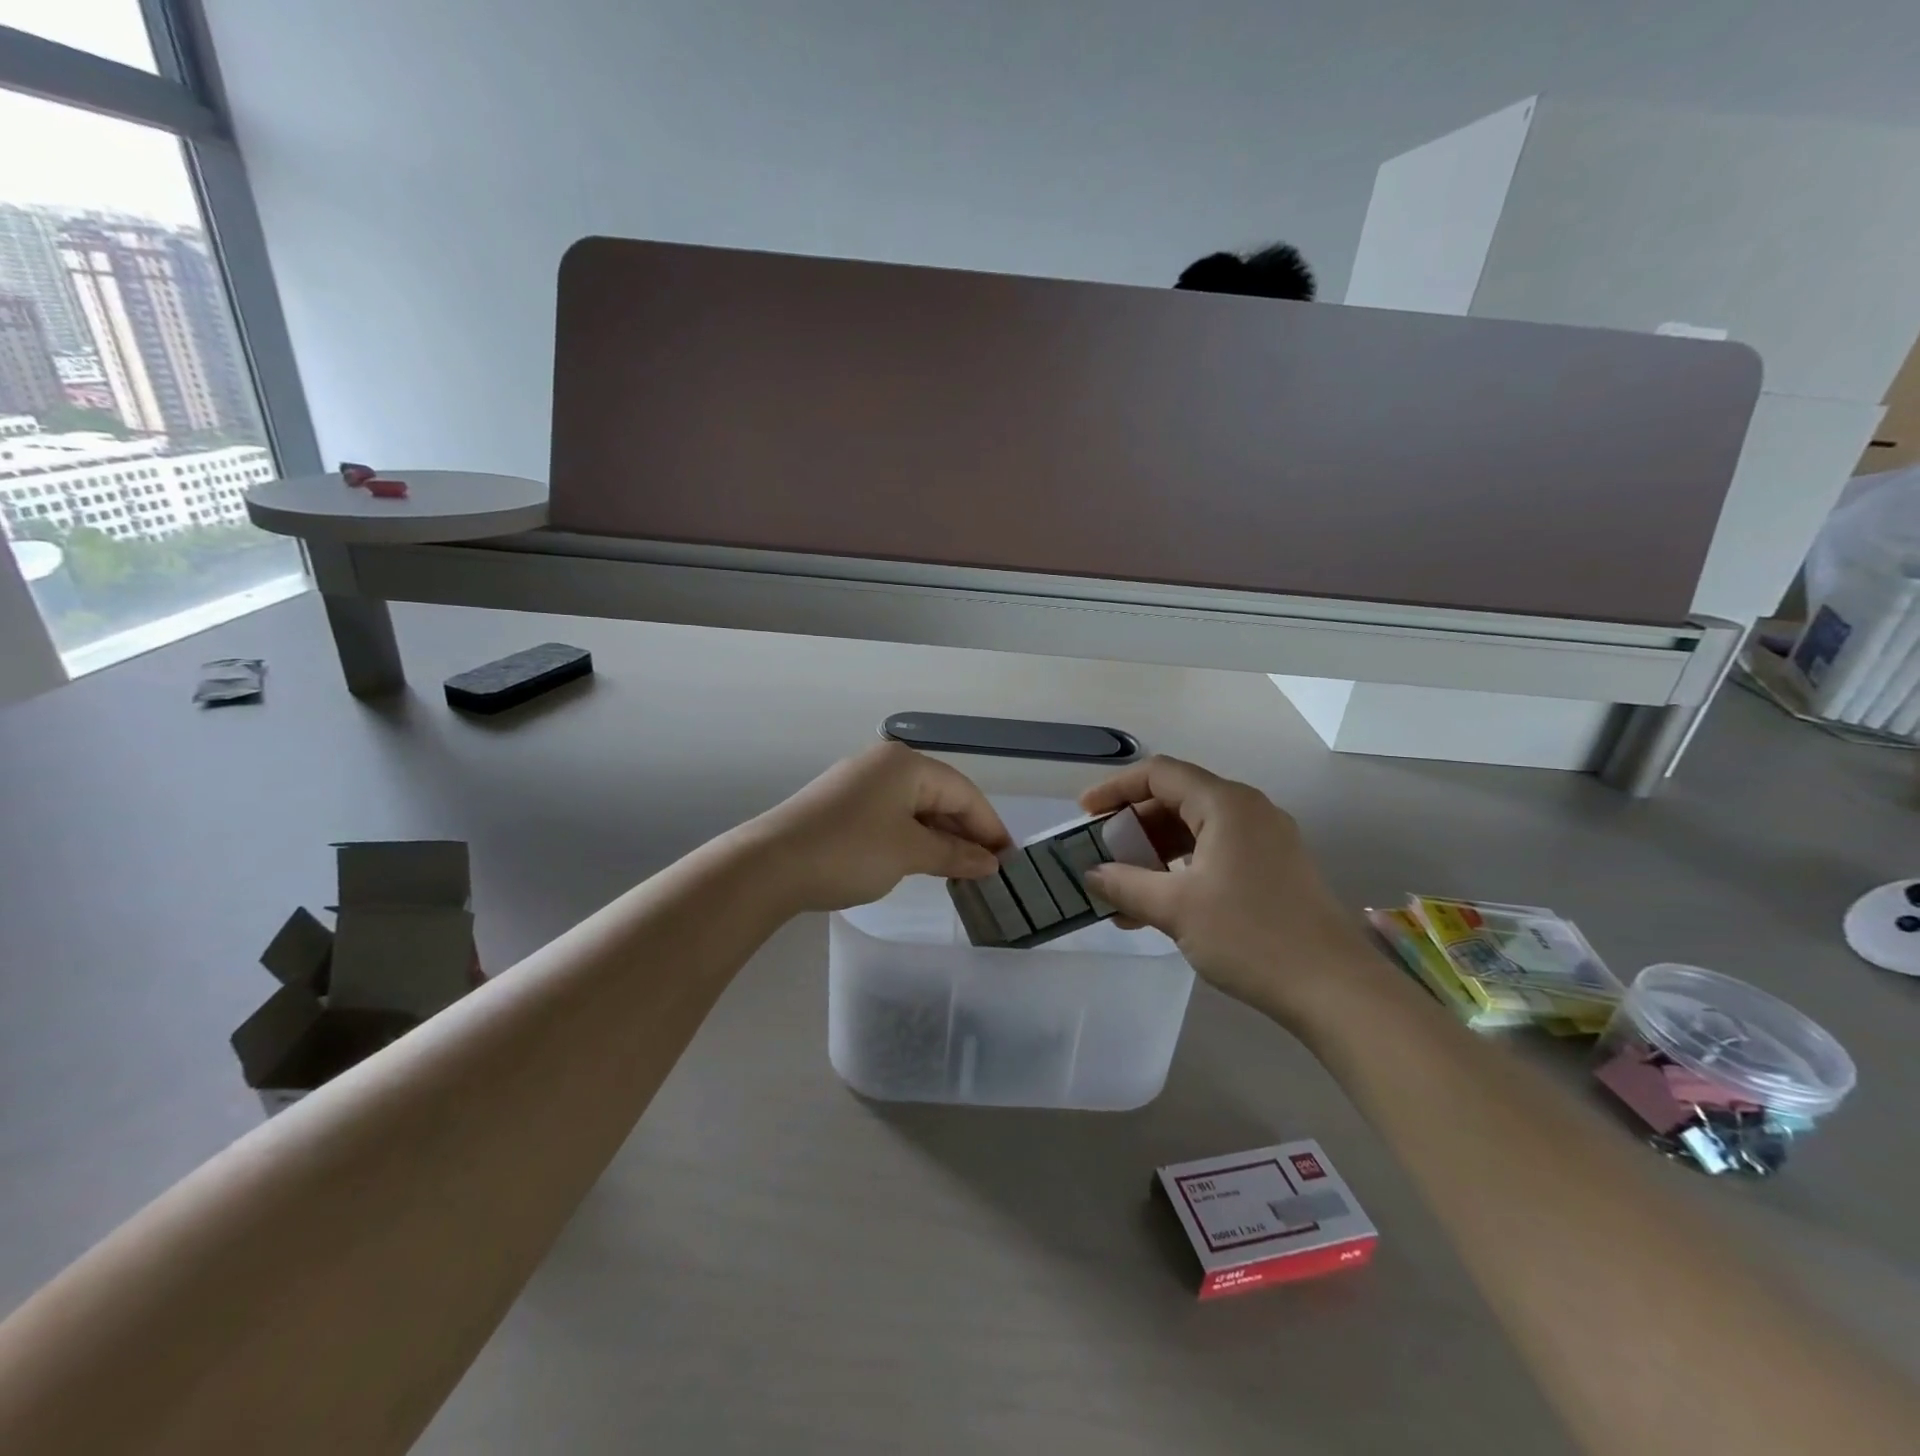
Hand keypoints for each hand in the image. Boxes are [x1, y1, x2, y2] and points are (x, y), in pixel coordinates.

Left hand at [746, 742, 1011, 912]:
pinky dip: (913, 838)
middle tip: (988, 869)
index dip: (989, 827)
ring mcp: (859, 783)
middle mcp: (885, 764)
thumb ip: (955, 855)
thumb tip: (990, 862)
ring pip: (915, 808)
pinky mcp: (841, 805)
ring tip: (961, 870)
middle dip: (966, 833)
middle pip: (940, 796)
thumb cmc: (850, 851)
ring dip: (940, 838)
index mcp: (906, 764)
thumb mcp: (909, 853)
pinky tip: (924, 861)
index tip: (1009, 860)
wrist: (769, 865)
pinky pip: (892, 816)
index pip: (964, 792)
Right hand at [1079, 756, 1394, 1027]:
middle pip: (1177, 800)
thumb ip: (1125, 885)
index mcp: (1226, 804)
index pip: (1159, 774)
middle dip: (1133, 826)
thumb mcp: (1175, 908)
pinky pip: (1215, 854)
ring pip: (1195, 831)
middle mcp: (1248, 811)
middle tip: (1101, 853)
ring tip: (1122, 889)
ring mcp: (1266, 841)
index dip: (1116, 788)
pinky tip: (1158, 907)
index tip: (1084, 813)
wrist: (1335, 989)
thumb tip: (1092, 875)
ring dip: (1154, 854)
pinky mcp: (1274, 870)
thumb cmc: (1250, 935)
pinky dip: (1181, 870)